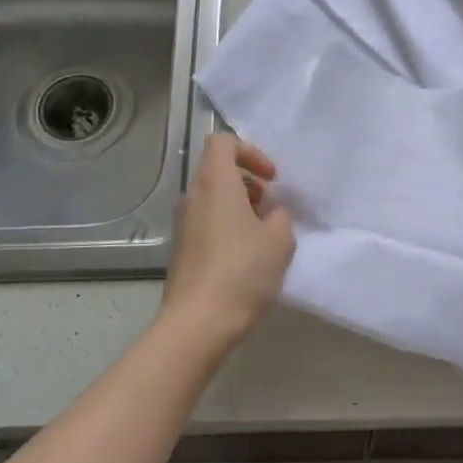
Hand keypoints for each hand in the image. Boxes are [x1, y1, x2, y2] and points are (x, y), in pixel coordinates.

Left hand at [161, 134, 295, 345]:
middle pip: (218, 171)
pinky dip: (227, 228)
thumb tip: (270, 214)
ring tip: (264, 236)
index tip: (271, 178)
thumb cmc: (243, 271)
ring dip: (240, 207)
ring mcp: (183, 224)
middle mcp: (193, 196)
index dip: (250, 152)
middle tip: (271, 208)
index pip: (223, 142)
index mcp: (215, 183)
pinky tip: (247, 258)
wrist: (200, 321)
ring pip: (213, 199)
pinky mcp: (182, 250)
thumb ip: (280, 216)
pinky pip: (207, 223)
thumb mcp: (280, 239)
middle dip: (249, 183)